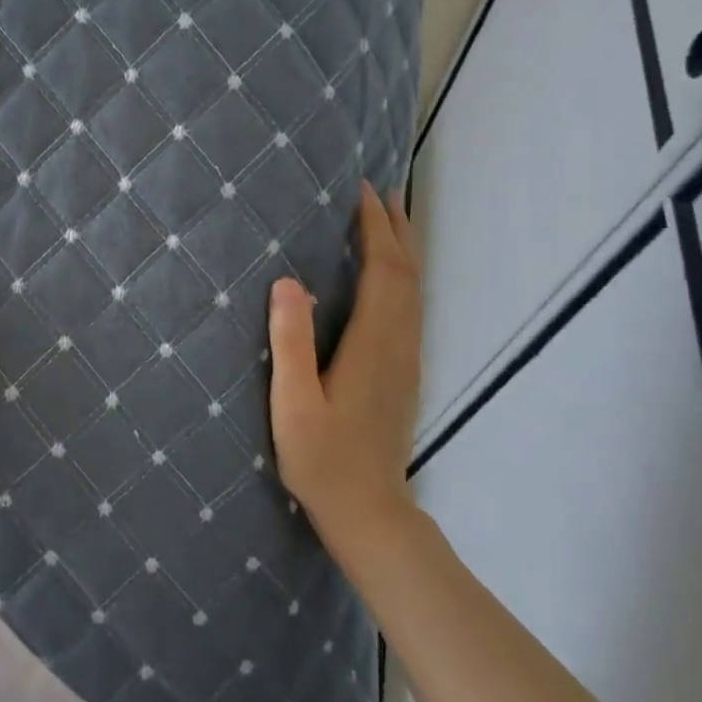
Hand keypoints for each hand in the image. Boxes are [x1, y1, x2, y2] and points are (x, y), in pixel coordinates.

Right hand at [267, 181, 421, 542]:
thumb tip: (287, 281)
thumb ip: (291, 342)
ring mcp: (407, 359)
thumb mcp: (294, 404)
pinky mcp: (404, 372)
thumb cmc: (323, 460)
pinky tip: (390, 276)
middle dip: (395, 228)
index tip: (361, 191)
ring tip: (390, 218)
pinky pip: (411, 307)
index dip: (374, 228)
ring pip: (415, 290)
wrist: (370, 512)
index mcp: (372, 345)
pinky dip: (404, 276)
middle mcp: (399, 344)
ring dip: (404, 249)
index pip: (382, 271)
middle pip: (407, 273)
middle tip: (380, 189)